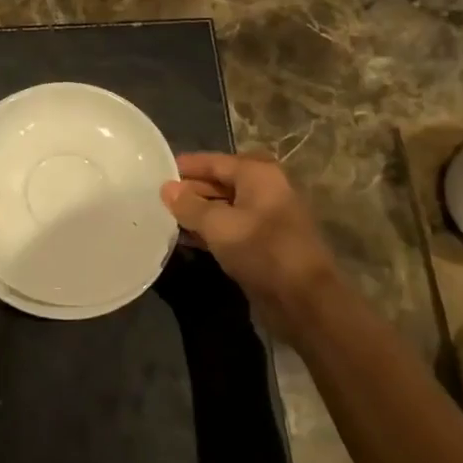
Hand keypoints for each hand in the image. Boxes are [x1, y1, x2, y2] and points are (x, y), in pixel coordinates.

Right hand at [161, 153, 334, 331]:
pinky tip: (187, 239)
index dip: (186, 166)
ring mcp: (267, 218)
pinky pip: (232, 228)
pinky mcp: (265, 244)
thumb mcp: (218, 225)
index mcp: (258, 174)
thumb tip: (166, 188)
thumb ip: (189, 205)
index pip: (214, 162)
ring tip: (167, 218)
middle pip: (221, 182)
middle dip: (191, 190)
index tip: (158, 171)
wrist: (304, 300)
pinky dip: (211, 231)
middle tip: (158, 198)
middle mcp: (265, 189)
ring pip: (225, 207)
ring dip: (199, 213)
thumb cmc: (261, 250)